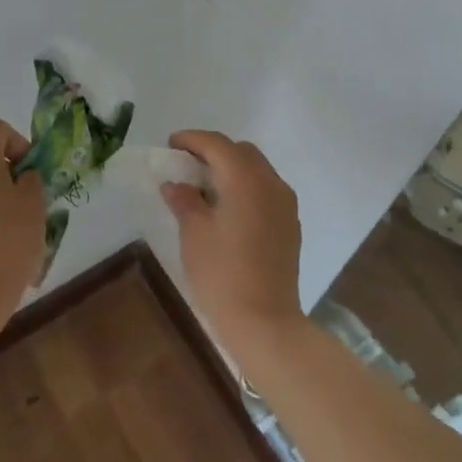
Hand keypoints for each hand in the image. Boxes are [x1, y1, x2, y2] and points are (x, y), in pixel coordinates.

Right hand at [161, 131, 305, 368]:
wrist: (265, 322)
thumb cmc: (222, 275)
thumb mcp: (194, 234)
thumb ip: (184, 200)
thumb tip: (176, 184)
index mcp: (245, 179)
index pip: (217, 144)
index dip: (192, 139)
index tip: (171, 144)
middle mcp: (271, 183)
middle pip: (241, 151)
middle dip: (214, 151)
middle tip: (187, 165)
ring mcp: (285, 204)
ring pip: (257, 169)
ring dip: (231, 169)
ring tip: (205, 188)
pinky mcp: (291, 224)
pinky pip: (266, 190)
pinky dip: (246, 187)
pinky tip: (227, 209)